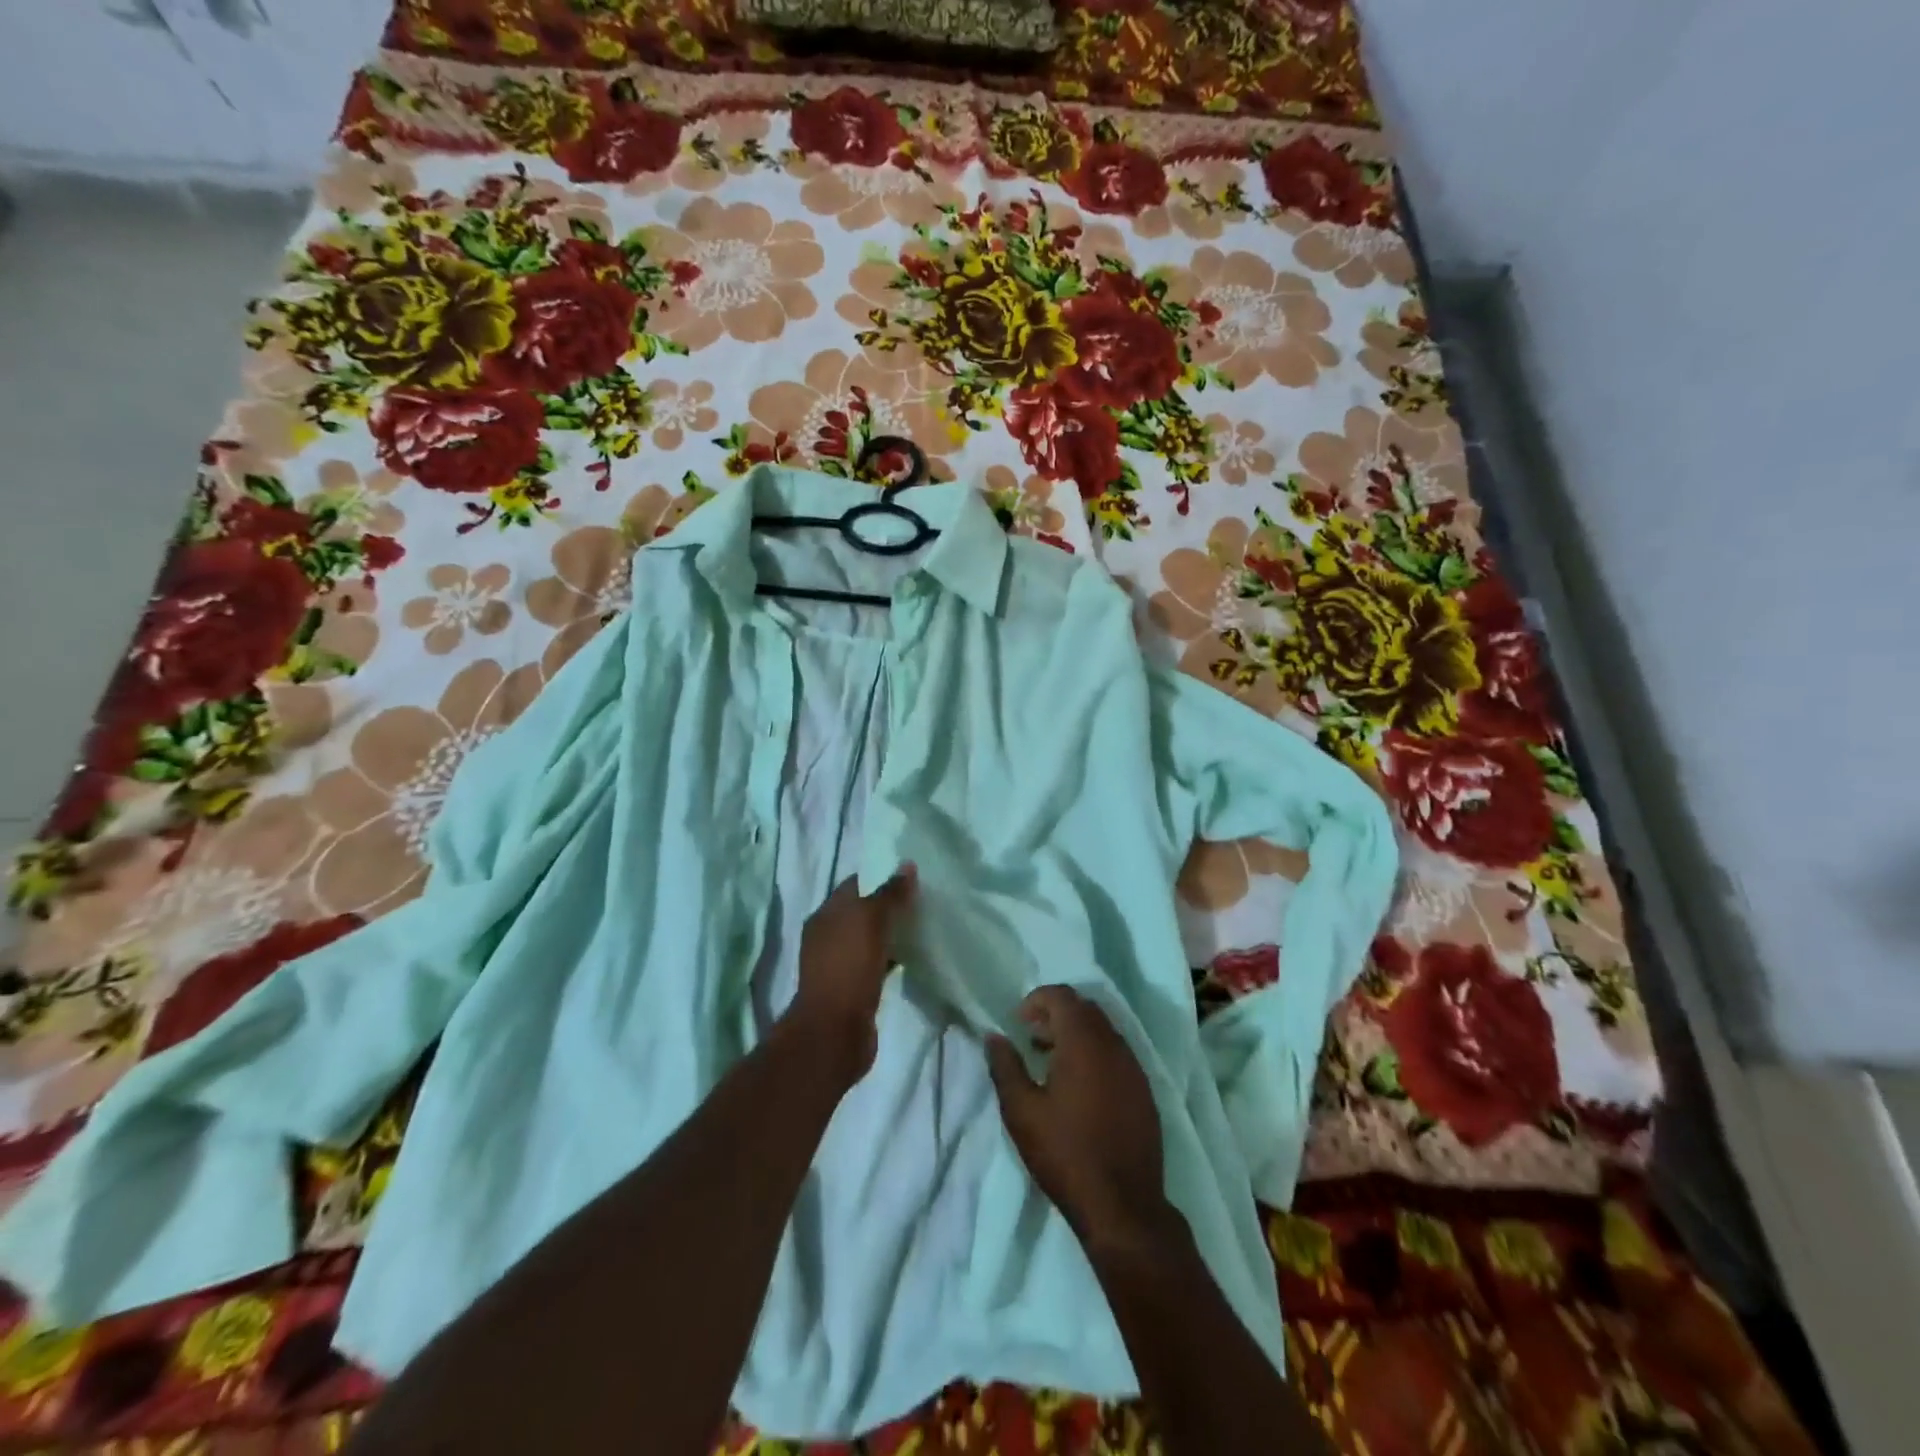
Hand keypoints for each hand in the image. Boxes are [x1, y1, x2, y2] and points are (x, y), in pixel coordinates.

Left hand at [790, 867, 915, 1078]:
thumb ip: (889, 893)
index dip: (882, 875)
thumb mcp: (871, 921)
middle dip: (890, 904)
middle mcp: (828, 935)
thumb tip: (906, 865)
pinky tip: (914, 956)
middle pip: (863, 910)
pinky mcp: (853, 988)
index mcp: (826, 914)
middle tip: (924, 898)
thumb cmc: (848, 967)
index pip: (856, 883)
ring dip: (892, 932)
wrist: (834, 1032)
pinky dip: (892, 957)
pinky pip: (876, 962)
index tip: (913, 874)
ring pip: (870, 938)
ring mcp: (840, 963)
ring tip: (924, 923)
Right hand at [986, 986, 1171, 1252]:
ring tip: (1052, 1062)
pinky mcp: (1144, 1091)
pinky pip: (1118, 1054)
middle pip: (1085, 1008)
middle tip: (1033, 1039)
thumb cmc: (1065, 1153)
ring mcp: (1134, 1068)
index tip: (1019, 1022)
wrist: (1123, 1206)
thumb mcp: (1021, 1111)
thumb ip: (1005, 1066)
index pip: (1062, 996)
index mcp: (1084, 1042)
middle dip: (1056, 1014)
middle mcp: (1114, 1045)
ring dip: (1076, 1034)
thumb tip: (994, 1036)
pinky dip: (1096, 1053)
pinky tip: (1080, 1087)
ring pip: (1103, 1030)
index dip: (1037, 999)